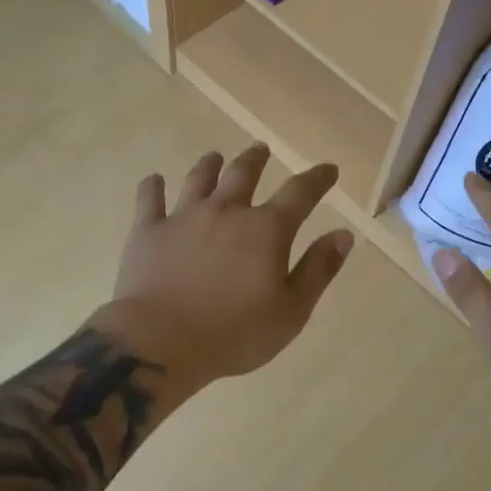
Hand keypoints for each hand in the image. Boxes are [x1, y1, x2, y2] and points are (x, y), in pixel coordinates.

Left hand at [97, 144, 353, 390]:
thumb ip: (318, 269)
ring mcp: (183, 217)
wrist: (160, 341)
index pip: (300, 193)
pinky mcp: (148, 231)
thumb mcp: (292, 311)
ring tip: (214, 157)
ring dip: (209, 166)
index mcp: (266, 230)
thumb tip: (343, 234)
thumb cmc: (234, 333)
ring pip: (198, 180)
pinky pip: (149, 200)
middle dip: (256, 159)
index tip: (328, 169)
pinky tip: (153, 180)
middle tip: (261, 149)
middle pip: (243, 174)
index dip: (317, 179)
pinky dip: (152, 187)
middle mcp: (226, 212)